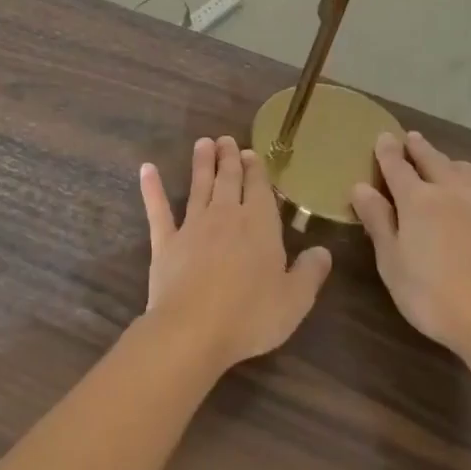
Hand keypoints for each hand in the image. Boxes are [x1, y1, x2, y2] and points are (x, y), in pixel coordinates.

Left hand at [139, 136, 331, 372]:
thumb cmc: (251, 315)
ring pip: (198, 186)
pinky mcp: (166, 243)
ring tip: (202, 143)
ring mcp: (193, 226)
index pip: (259, 188)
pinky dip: (152, 188)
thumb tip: (323, 251)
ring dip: (201, 164)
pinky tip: (147, 169)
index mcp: (260, 224)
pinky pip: (158, 210)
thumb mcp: (295, 300)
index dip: (256, 169)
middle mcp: (226, 216)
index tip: (251, 152)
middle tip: (226, 139)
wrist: (193, 330)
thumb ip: (311, 272)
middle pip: (228, 179)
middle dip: (229, 158)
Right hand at [351, 131, 470, 362]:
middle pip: (432, 160)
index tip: (382, 136)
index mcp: (418, 200)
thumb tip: (360, 187)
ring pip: (460, 170)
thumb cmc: (431, 294)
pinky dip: (464, 180)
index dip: (388, 151)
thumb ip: (378, 221)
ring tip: (439, 161)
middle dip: (418, 148)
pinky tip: (464, 194)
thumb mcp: (391, 261)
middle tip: (409, 138)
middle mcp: (449, 193)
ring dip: (445, 160)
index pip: (398, 167)